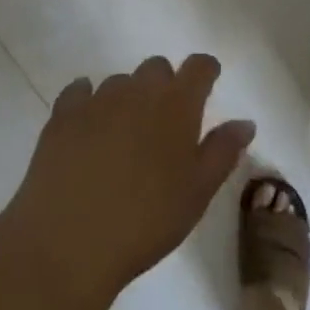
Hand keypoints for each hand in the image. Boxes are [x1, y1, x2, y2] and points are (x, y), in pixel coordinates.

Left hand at [0, 54, 254, 306]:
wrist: (68, 243)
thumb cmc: (144, 223)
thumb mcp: (196, 195)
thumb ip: (222, 152)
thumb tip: (245, 122)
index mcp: (177, 104)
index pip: (199, 67)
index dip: (205, 71)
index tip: (208, 82)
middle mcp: (139, 89)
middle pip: (157, 68)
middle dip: (164, 86)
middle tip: (164, 124)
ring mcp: (98, 98)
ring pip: (120, 81)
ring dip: (127, 98)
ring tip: (124, 137)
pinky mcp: (63, 114)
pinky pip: (79, 91)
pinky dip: (87, 101)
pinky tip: (87, 127)